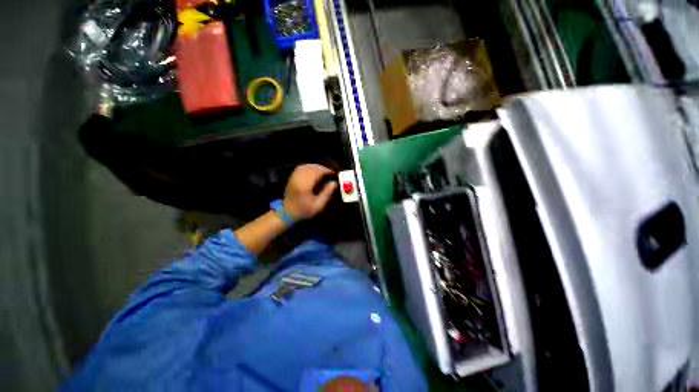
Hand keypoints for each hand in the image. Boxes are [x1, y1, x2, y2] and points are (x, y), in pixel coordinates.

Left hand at [283, 164, 336, 220]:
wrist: (286, 212)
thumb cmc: (303, 210)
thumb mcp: (318, 205)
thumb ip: (326, 193)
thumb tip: (334, 183)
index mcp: (305, 184)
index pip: (317, 172)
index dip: (327, 171)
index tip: (334, 174)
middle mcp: (299, 177)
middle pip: (312, 167)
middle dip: (323, 169)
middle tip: (330, 173)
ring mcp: (294, 176)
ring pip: (307, 166)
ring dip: (317, 168)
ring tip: (324, 172)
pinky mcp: (292, 176)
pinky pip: (302, 167)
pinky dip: (310, 168)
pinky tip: (314, 172)